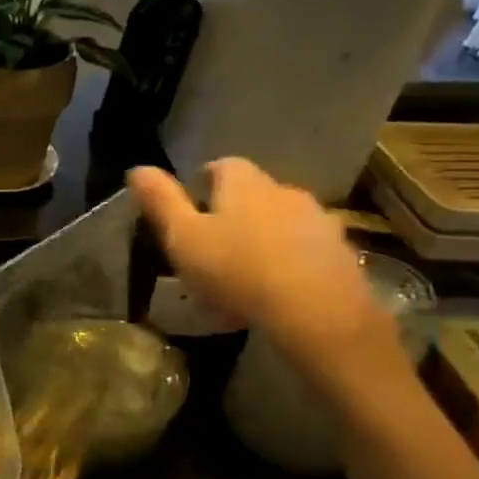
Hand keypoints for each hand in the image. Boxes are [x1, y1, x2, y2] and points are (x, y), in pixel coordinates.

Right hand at [127, 161, 399, 379]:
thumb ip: (160, 202)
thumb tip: (136, 168)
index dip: (204, 182)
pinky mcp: (341, 253)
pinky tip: (277, 290)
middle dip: (235, 211)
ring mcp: (318, 220)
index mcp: (243, 183)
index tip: (191, 208)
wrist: (316, 312)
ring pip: (283, 220)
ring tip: (247, 271)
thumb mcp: (182, 237)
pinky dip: (290, 261)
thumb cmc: (236, 270)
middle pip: (254, 192)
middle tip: (214, 244)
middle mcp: (284, 190)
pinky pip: (307, 249)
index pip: (221, 166)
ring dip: (265, 236)